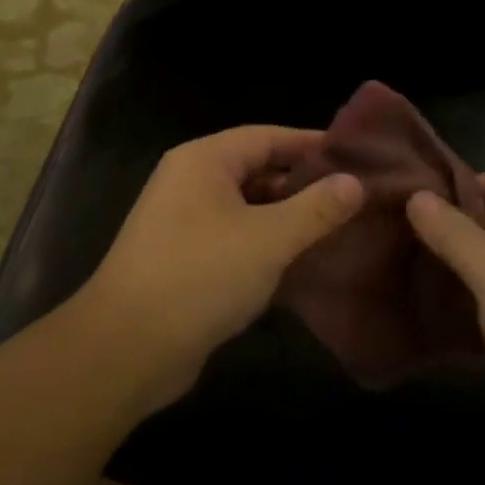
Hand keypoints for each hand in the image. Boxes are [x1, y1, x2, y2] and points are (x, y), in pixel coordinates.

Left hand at [76, 126, 363, 414]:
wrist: (128, 347)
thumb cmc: (201, 275)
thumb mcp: (269, 239)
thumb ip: (316, 208)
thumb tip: (355, 183)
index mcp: (204, 160)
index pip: (268, 136)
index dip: (312, 144)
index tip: (357, 157)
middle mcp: (189, 182)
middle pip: (256, 170)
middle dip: (303, 184)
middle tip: (354, 197)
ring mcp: (183, 223)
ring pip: (247, 208)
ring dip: (287, 218)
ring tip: (337, 228)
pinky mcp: (184, 260)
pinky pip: (234, 239)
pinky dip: (266, 246)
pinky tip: (301, 263)